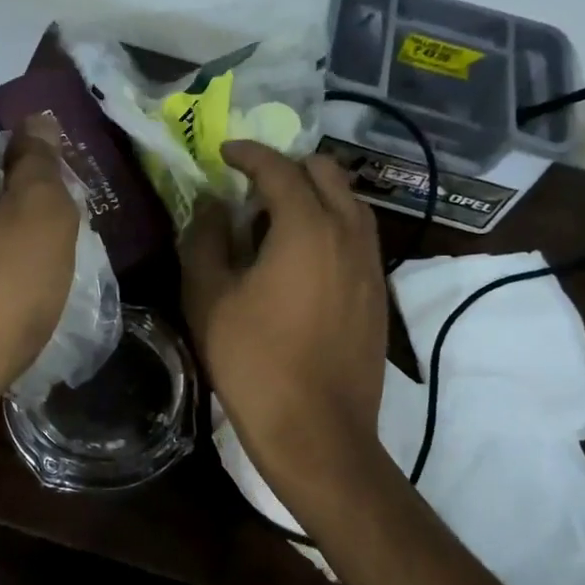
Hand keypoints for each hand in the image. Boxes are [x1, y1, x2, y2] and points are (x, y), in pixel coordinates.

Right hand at [180, 142, 388, 494]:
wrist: (317, 431)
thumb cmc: (253, 362)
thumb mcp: (209, 297)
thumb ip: (207, 240)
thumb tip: (216, 207)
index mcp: (307, 227)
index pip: (280, 168)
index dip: (249, 154)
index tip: (225, 153)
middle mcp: (349, 234)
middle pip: (327, 173)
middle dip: (289, 167)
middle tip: (252, 186)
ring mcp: (370, 265)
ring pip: (349, 204)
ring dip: (315, 195)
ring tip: (277, 219)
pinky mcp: (378, 294)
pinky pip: (358, 237)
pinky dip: (331, 225)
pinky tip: (302, 257)